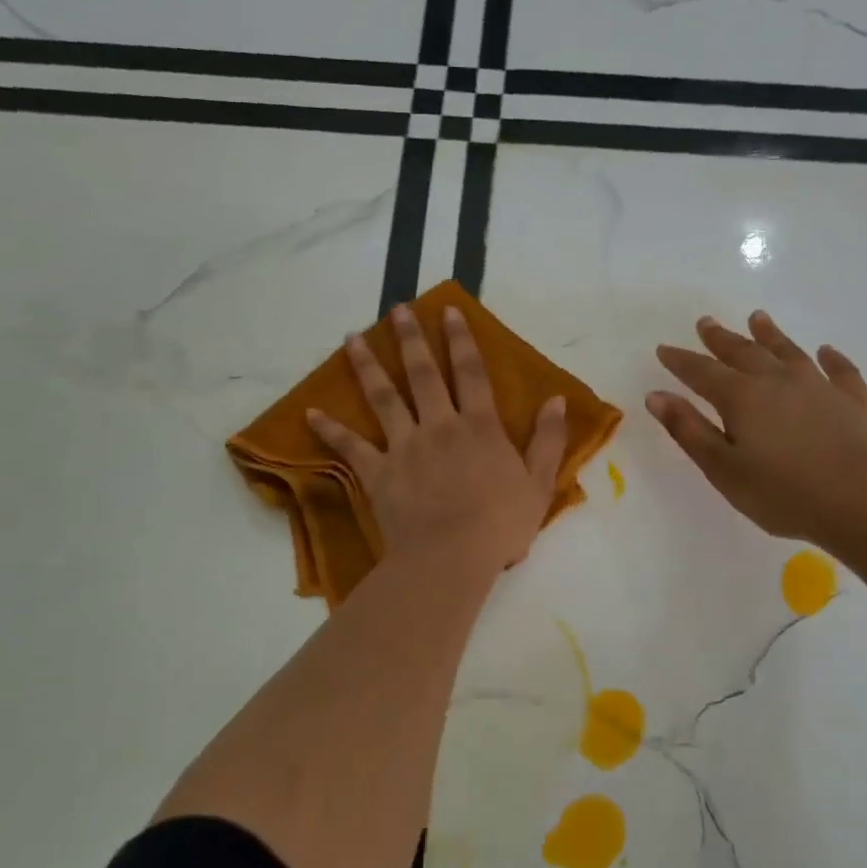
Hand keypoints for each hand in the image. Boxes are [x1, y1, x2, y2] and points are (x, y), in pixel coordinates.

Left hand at [308, 305, 566, 571]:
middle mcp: (439, 426)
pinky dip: (330, 431)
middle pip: (423, 375)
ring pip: (383, 398)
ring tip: (351, 338)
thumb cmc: (501, 524)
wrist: (451, 557)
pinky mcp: (379, 473)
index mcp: (479, 427)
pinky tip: (310, 413)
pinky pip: (351, 448)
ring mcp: (404, 447)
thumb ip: (548, 439)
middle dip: (410, 339)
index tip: (448, 310)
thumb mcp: (540, 483)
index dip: (461, 340)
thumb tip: (556, 399)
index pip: (471, 373)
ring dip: (367, 366)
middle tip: (396, 309)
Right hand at [648, 311, 866, 545]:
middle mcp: (777, 381)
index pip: (701, 372)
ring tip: (757, 317)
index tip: (664, 348)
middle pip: (743, 352)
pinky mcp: (852, 400)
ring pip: (788, 351)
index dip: (681, 361)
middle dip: (721, 338)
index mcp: (741, 397)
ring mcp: (818, 386)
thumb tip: (656, 396)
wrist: (864, 500)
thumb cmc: (784, 493)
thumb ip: (690, 431)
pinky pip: (839, 370)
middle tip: (705, 322)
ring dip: (770, 334)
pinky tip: (827, 351)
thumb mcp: (724, 469)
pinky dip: (831, 358)